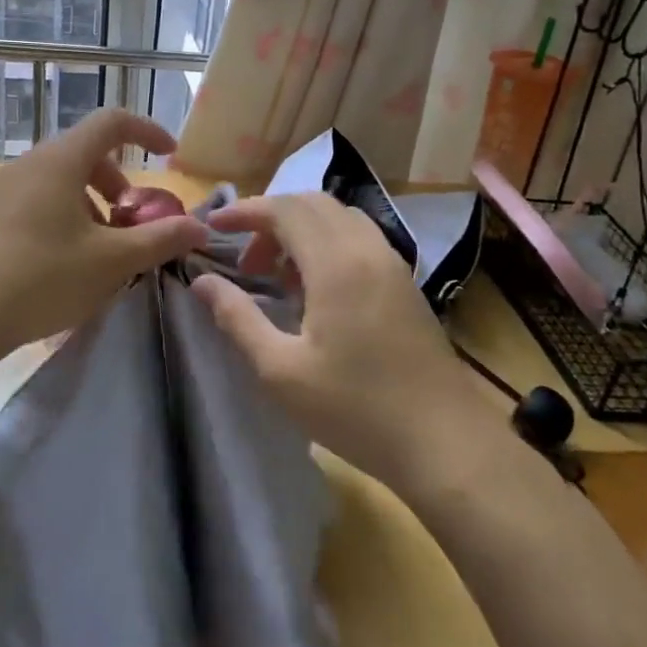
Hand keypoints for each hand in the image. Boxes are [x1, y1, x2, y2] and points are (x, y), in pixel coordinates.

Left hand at [0, 109, 209, 353]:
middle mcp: (30, 163)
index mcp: (61, 160)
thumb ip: (161, 239)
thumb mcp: (112, 261)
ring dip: (92, 203)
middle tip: (132, 222)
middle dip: (119, 182)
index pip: (112, 121)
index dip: (147, 131)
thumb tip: (198, 227)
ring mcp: (4, 188)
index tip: (170, 155)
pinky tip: (65, 261)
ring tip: (101, 249)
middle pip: (86, 153)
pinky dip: (65, 216)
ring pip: (61, 180)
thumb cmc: (44, 277)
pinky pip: (38, 199)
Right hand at [191, 193, 483, 493]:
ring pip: (339, 218)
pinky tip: (314, 290)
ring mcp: (393, 265)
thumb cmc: (355, 408)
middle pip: (312, 204)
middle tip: (243, 260)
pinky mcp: (405, 284)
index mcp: (336, 264)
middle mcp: (367, 250)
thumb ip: (237, 318)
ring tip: (275, 275)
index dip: (244, 210)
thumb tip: (202, 282)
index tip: (212, 226)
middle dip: (270, 218)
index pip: (284, 210)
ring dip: (300, 230)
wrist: (444, 442)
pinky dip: (326, 244)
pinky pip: (359, 239)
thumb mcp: (280, 370)